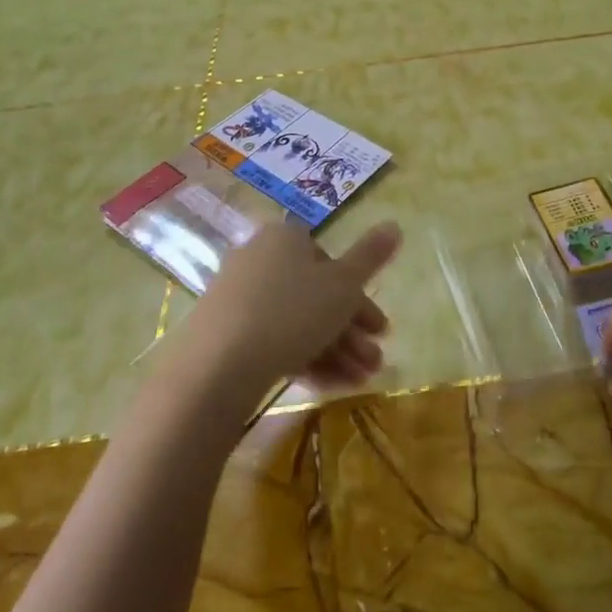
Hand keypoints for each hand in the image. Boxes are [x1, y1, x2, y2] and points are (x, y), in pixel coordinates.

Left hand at [175, 220, 399, 407]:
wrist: (216, 367)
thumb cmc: (291, 312)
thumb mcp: (344, 285)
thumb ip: (371, 257)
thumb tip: (395, 224)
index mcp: (286, 237)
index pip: (331, 262)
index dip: (360, 297)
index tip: (380, 330)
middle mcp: (259, 258)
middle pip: (315, 294)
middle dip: (351, 331)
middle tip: (374, 362)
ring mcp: (237, 296)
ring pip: (297, 321)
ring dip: (334, 350)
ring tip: (358, 381)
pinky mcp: (223, 332)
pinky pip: (272, 339)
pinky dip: (303, 359)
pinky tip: (327, 387)